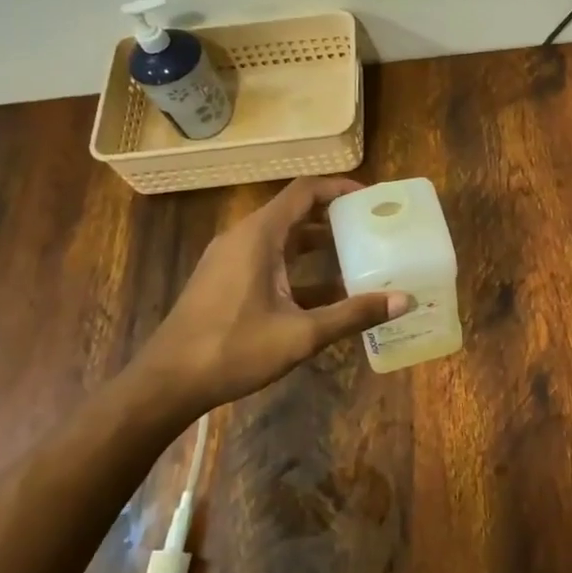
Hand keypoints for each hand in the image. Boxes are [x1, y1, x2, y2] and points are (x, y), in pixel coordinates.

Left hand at [123, 177, 409, 422]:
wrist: (167, 383)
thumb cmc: (232, 350)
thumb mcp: (301, 334)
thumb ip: (353, 314)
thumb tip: (404, 300)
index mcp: (258, 237)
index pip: (304, 192)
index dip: (339, 189)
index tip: (371, 198)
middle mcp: (243, 238)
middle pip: (294, 213)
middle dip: (334, 218)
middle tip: (372, 228)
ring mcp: (230, 260)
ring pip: (282, 239)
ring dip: (318, 245)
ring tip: (357, 256)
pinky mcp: (225, 281)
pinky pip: (268, 260)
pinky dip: (298, 267)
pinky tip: (326, 294)